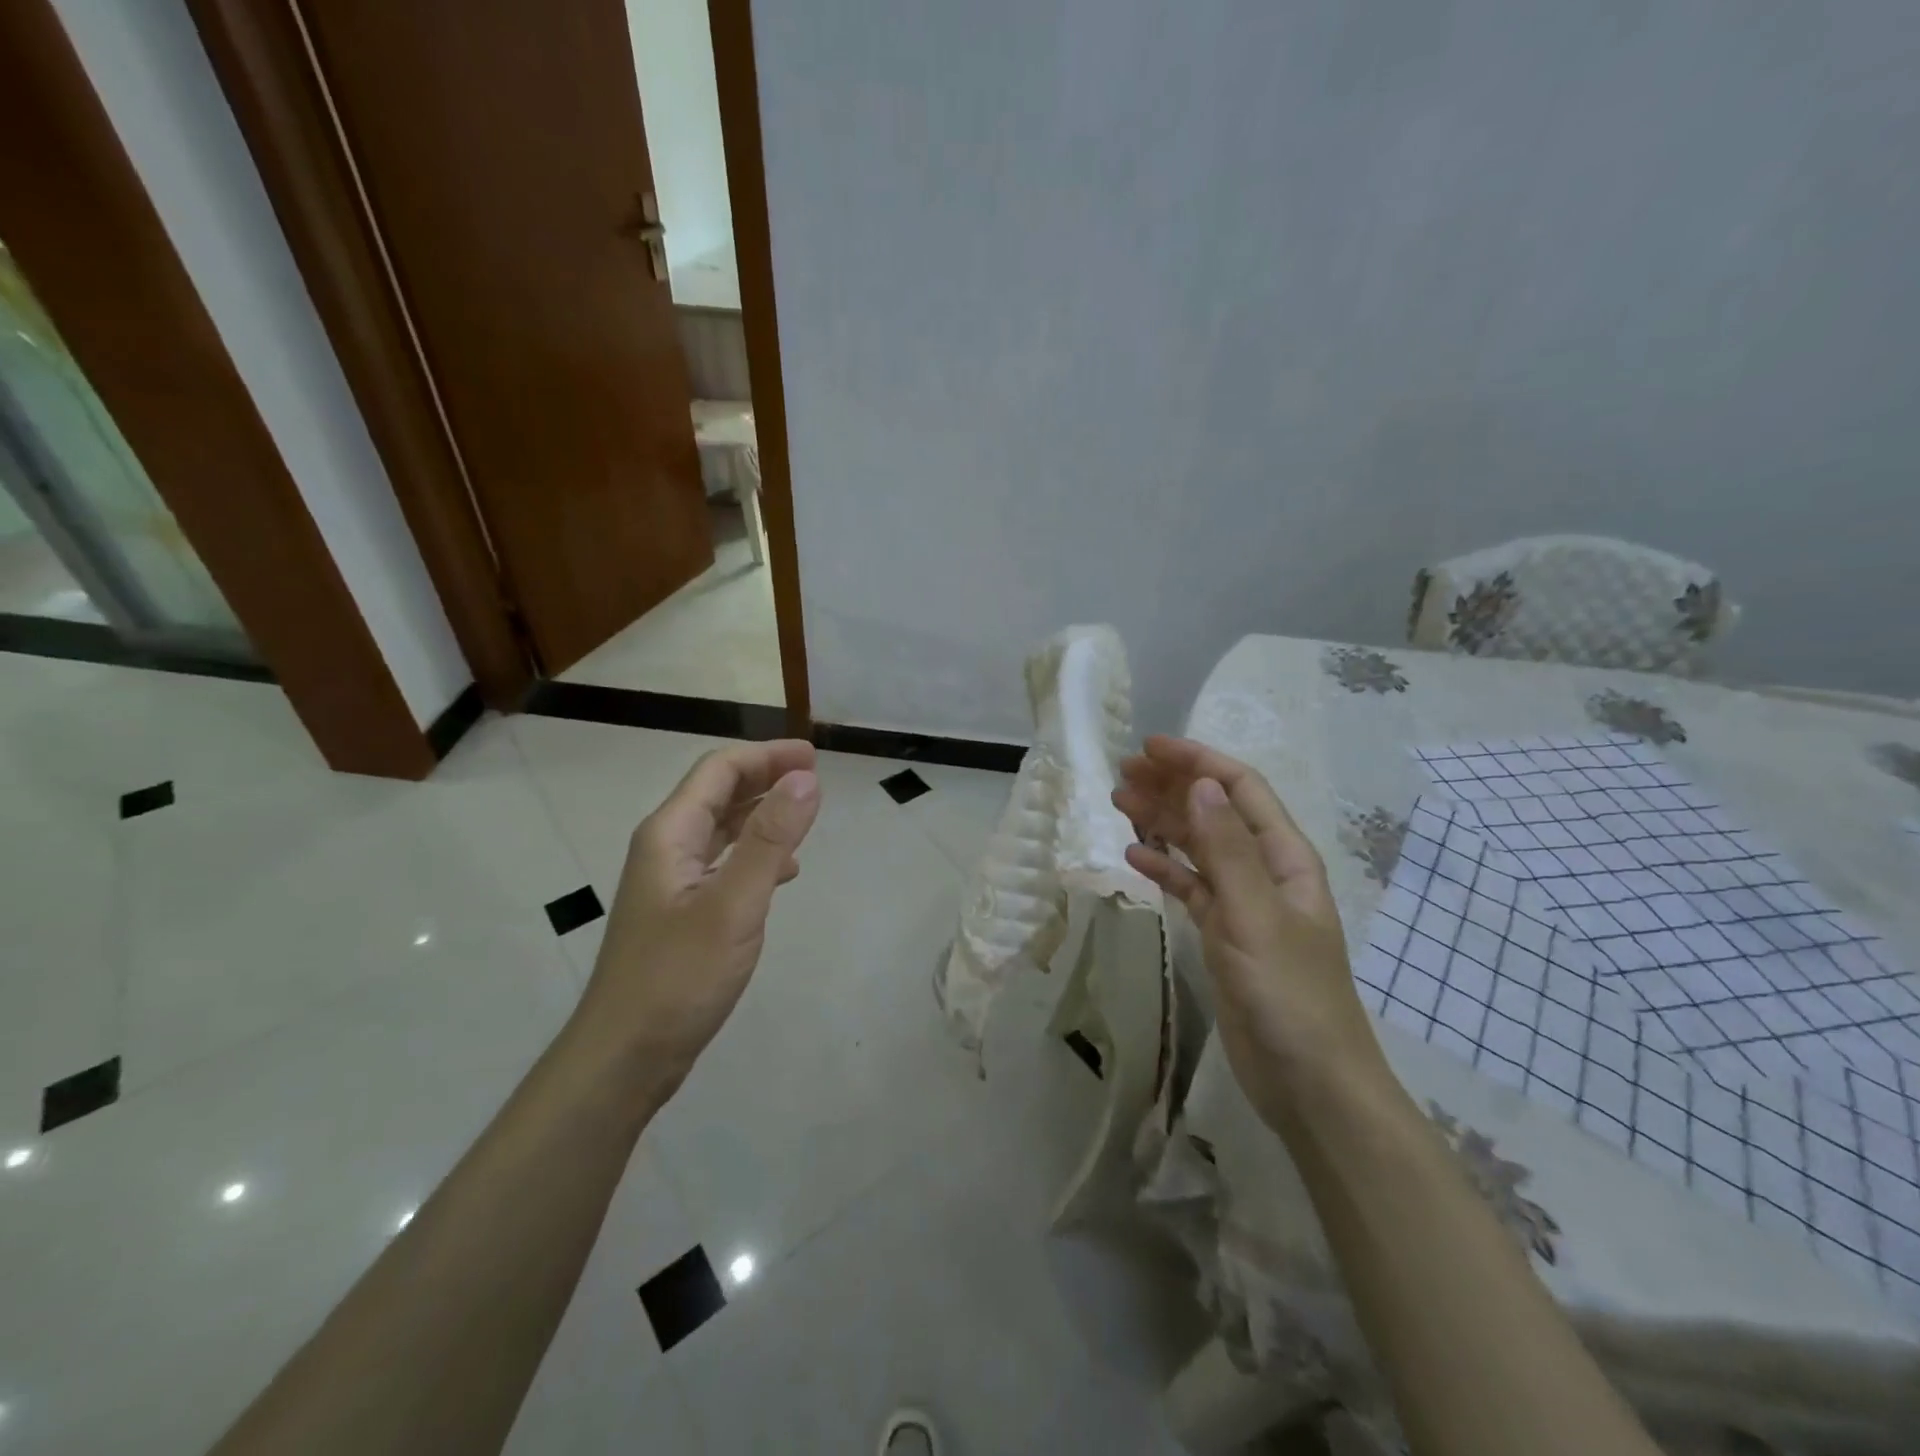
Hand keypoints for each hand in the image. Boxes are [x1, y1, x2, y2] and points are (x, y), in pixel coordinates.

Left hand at [578, 740, 820, 1092]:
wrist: (625, 1057)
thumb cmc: (678, 977)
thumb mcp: (733, 904)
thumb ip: (770, 839)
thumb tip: (806, 780)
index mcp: (670, 835)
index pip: (719, 770)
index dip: (767, 755)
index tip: (814, 757)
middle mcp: (666, 849)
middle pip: (718, 793)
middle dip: (765, 777)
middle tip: (815, 779)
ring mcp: (672, 883)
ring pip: (722, 829)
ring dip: (762, 814)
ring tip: (805, 817)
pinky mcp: (682, 913)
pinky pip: (723, 864)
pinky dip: (756, 855)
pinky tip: (783, 873)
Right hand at [1113, 736, 1390, 1134]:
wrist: (1309, 1082)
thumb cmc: (1289, 994)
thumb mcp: (1255, 915)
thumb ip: (1227, 849)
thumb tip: (1201, 785)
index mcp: (1285, 857)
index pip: (1240, 789)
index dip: (1197, 762)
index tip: (1149, 747)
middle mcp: (1264, 871)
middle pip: (1215, 812)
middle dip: (1173, 787)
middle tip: (1122, 774)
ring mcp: (1243, 904)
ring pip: (1198, 847)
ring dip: (1164, 821)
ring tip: (1119, 803)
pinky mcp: (1224, 935)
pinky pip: (1190, 887)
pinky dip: (1164, 867)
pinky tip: (1134, 856)